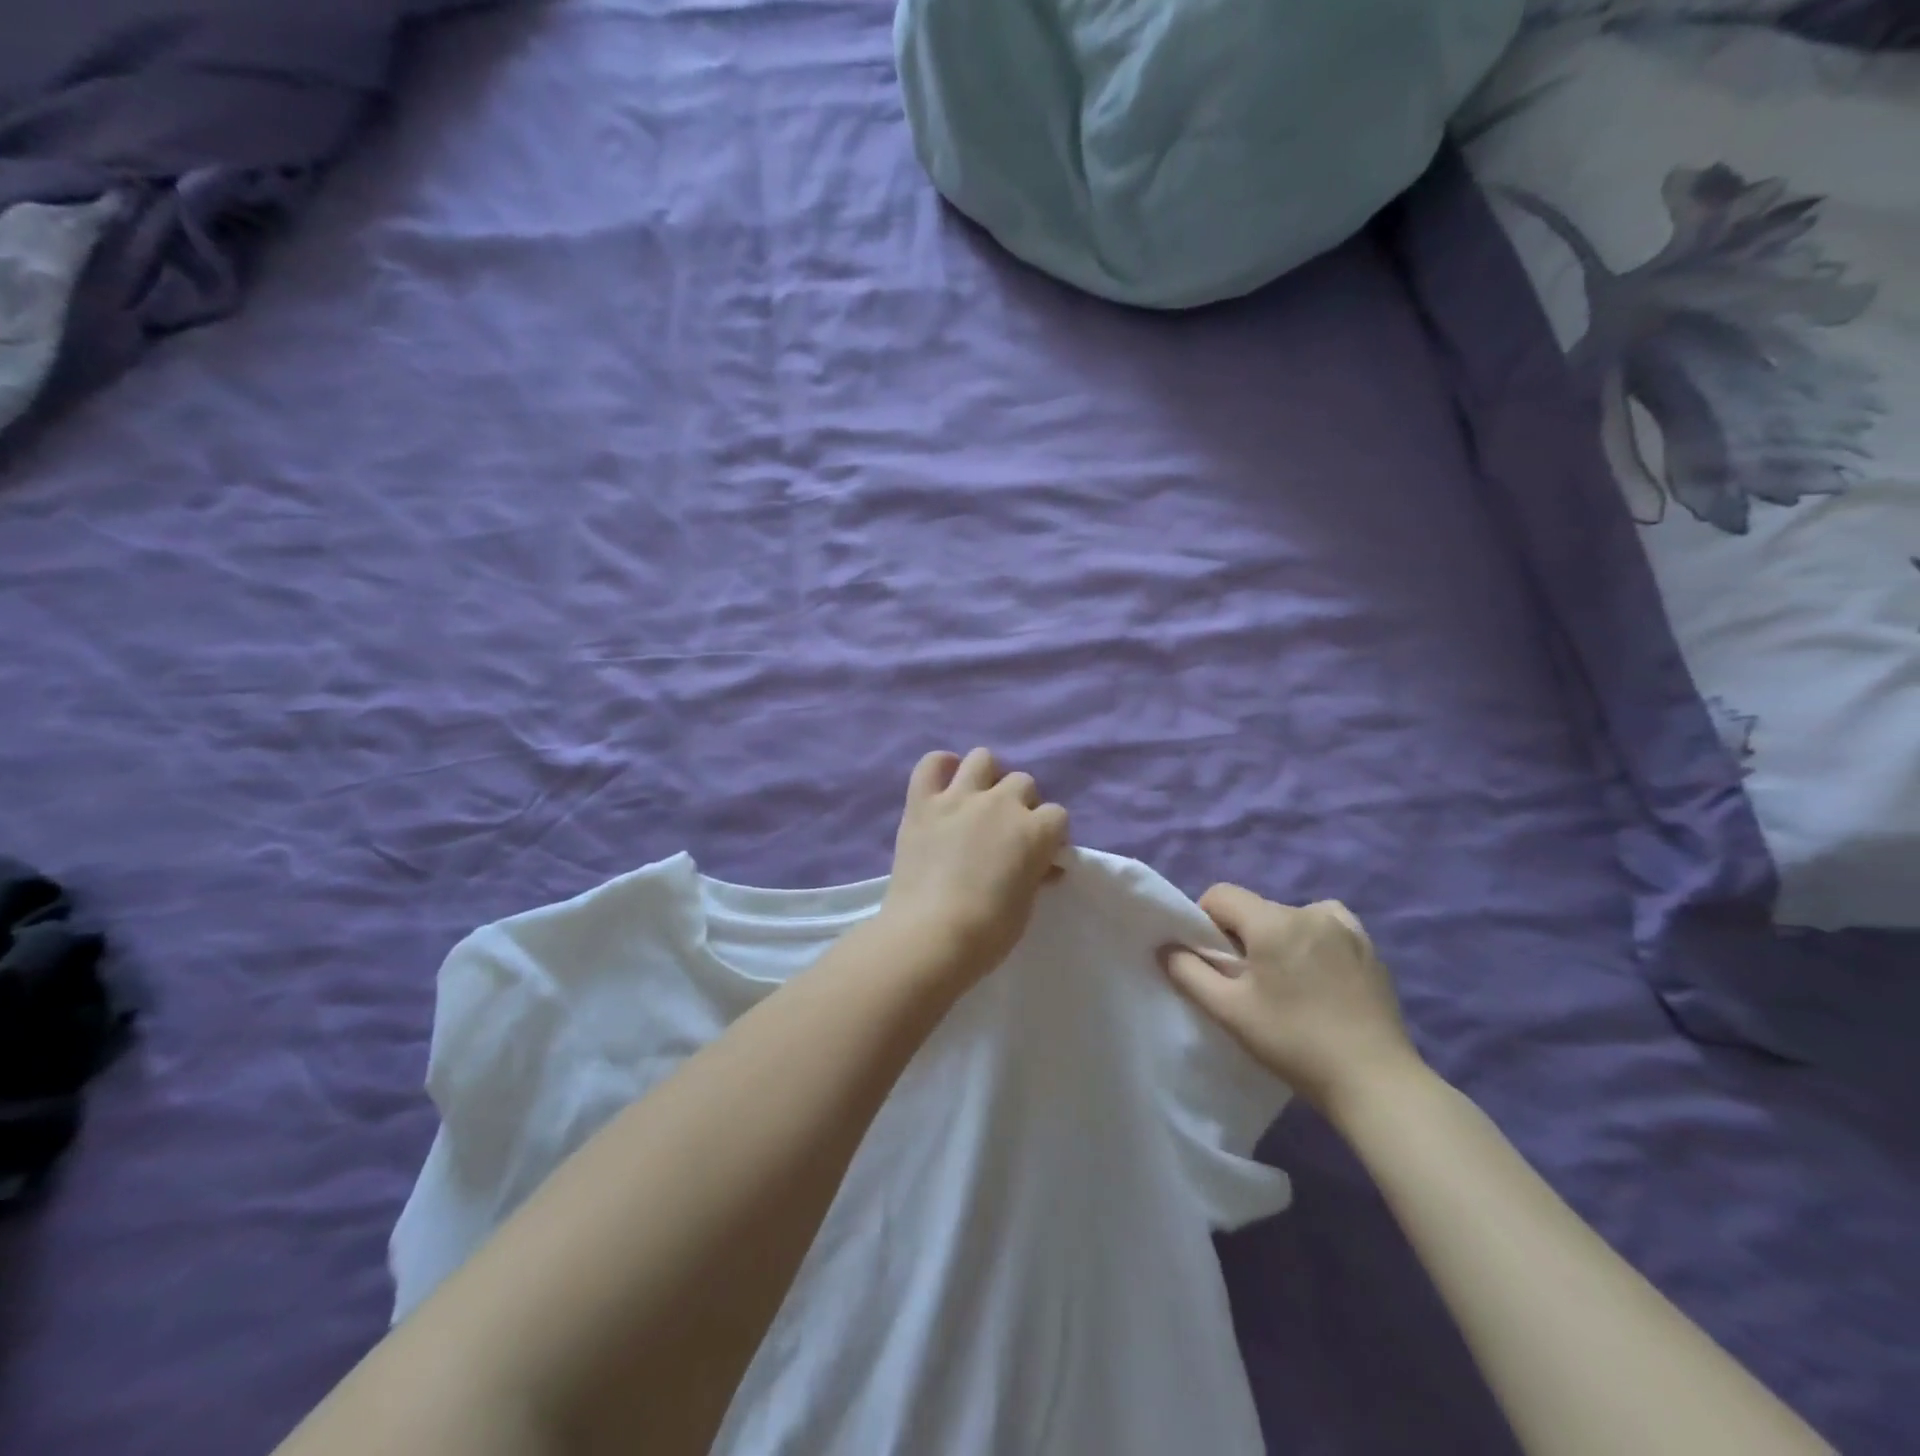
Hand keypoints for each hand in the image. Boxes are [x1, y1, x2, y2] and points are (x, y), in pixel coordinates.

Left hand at [879, 748, 1069, 984]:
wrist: (931, 935)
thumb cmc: (988, 932)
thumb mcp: (1026, 904)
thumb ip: (1036, 874)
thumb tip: (1045, 866)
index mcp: (1035, 830)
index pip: (1057, 815)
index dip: (1050, 834)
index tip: (1040, 854)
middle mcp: (1001, 803)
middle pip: (1023, 782)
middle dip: (1021, 804)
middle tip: (1006, 831)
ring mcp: (959, 798)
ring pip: (983, 758)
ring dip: (986, 777)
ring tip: (977, 802)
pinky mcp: (922, 803)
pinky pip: (930, 764)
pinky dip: (940, 767)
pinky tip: (943, 785)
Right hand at [1160, 884, 1419, 1114]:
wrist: (1375, 1082)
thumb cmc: (1294, 1042)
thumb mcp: (1229, 1011)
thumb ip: (1189, 972)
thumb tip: (1167, 948)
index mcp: (1273, 922)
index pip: (1220, 895)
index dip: (1205, 921)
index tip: (1213, 960)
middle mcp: (1310, 912)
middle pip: (1255, 908)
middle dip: (1242, 935)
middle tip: (1247, 982)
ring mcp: (1345, 928)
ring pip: (1290, 917)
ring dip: (1277, 937)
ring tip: (1285, 982)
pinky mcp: (1369, 947)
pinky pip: (1327, 926)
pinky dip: (1313, 939)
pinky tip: (1317, 975)